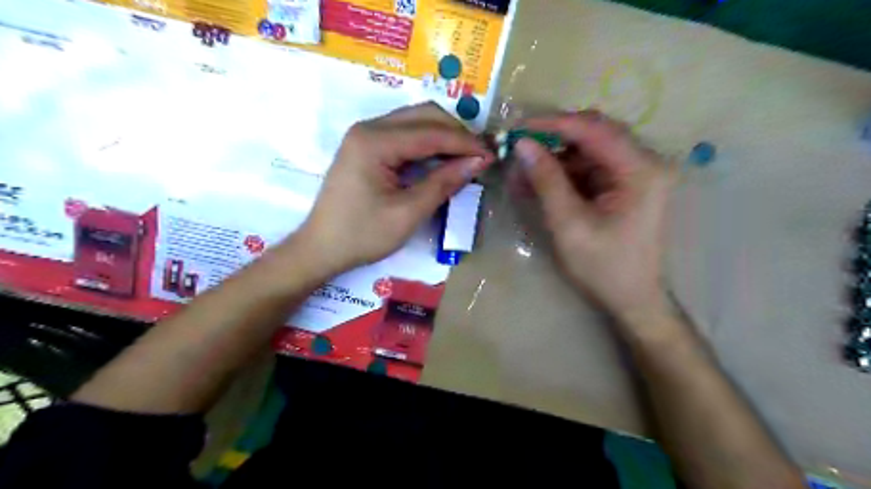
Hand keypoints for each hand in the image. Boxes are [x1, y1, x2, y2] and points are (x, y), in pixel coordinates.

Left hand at [294, 100, 491, 275]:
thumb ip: (443, 184)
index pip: (431, 132)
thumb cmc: (362, 235)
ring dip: (443, 136)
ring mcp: (365, 135)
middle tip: (479, 156)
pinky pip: (404, 134)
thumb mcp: (408, 213)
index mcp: (375, 142)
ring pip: (415, 121)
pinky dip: (428, 144)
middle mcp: (369, 128)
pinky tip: (442, 160)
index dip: (465, 143)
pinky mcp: (366, 146)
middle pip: (424, 115)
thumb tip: (478, 162)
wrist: (321, 248)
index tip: (491, 155)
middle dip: (456, 133)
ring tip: (465, 158)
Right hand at [512, 113, 676, 323]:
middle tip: (519, 147)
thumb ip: (547, 181)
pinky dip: (563, 174)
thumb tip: (522, 145)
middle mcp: (645, 162)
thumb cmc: (603, 267)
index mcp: (641, 170)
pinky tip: (538, 183)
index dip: (554, 124)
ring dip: (554, 158)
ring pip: (588, 150)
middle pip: (594, 133)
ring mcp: (636, 173)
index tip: (518, 127)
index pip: (595, 129)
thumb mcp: (569, 224)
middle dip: (553, 139)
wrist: (631, 299)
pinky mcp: (625, 185)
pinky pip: (590, 168)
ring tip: (521, 172)